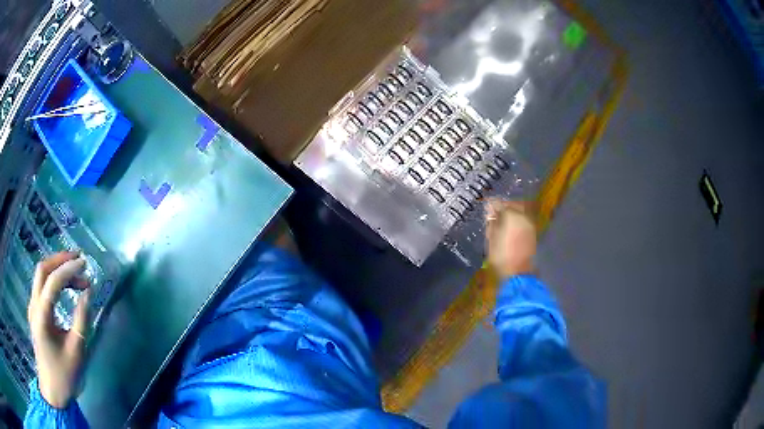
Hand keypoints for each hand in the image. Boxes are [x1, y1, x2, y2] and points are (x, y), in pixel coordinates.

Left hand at [27, 252, 90, 408]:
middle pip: (42, 270)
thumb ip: (81, 320)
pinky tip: (65, 287)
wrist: (53, 391)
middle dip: (60, 260)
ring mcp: (32, 308)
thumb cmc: (64, 375)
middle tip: (79, 259)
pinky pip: (42, 287)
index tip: (85, 264)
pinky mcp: (35, 312)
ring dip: (57, 269)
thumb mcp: (76, 352)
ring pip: (41, 276)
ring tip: (76, 274)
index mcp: (41, 316)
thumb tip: (88, 293)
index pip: (53, 282)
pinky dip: (54, 280)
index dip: (69, 269)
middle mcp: (33, 305)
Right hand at [485, 199, 536, 279]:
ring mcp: (530, 224)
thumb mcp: (491, 238)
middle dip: (505, 206)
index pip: (500, 203)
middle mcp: (523, 216)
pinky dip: (518, 221)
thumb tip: (491, 211)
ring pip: (521, 211)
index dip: (492, 205)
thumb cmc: (501, 255)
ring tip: (503, 221)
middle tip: (496, 213)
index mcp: (511, 215)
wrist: (518, 272)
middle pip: (514, 204)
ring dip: (512, 213)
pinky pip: (524, 220)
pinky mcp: (533, 232)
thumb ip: (492, 221)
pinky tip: (511, 228)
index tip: (487, 209)